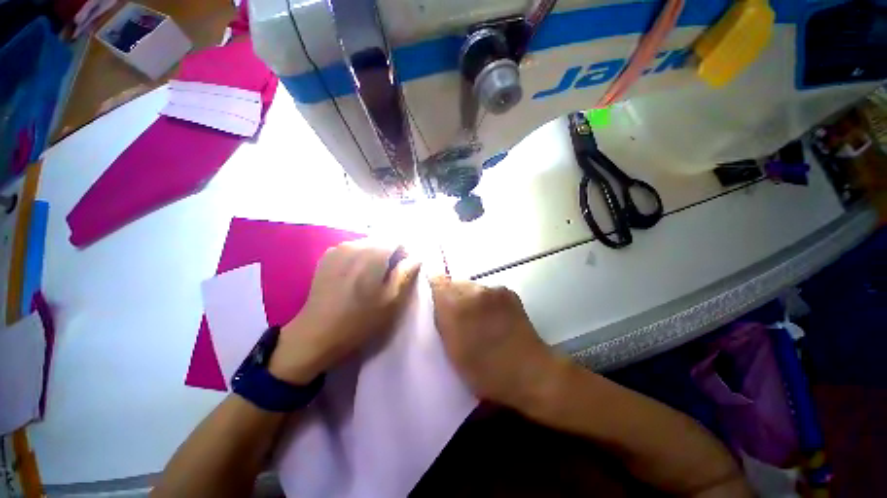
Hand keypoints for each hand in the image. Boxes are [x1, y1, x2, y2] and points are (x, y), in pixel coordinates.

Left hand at [270, 241, 420, 383]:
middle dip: (390, 254)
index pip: (398, 239)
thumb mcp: (391, 300)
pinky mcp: (327, 256)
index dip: (405, 253)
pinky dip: (360, 258)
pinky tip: (355, 277)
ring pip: (367, 244)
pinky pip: (352, 249)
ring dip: (375, 256)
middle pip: (382, 240)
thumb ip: (406, 273)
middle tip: (389, 276)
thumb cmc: (360, 320)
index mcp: (373, 254)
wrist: (316, 334)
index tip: (404, 270)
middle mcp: (355, 244)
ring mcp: (338, 248)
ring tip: (372, 278)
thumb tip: (417, 256)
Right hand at [430, 277, 566, 410]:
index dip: (433, 289)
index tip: (434, 302)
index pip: (437, 281)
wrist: (529, 371)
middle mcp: (473, 290)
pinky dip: (485, 300)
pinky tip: (493, 318)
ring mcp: (493, 289)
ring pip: (471, 287)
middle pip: (454, 283)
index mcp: (455, 305)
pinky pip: (488, 291)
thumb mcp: (452, 350)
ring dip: (469, 298)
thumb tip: (437, 302)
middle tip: (456, 317)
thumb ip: (441, 320)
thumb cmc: (484, 369)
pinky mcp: (508, 292)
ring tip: (477, 319)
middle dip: (452, 297)